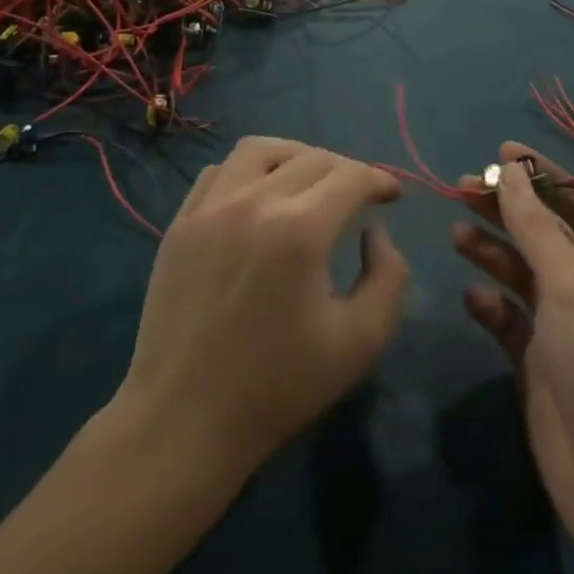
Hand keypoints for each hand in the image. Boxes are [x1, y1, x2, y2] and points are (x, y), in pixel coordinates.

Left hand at [115, 137, 408, 480]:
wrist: (183, 423)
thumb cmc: (278, 387)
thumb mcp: (360, 341)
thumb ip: (388, 276)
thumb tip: (373, 231)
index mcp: (300, 231)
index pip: (352, 176)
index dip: (381, 180)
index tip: (393, 196)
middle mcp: (253, 203)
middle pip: (313, 158)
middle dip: (348, 170)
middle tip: (360, 195)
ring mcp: (210, 209)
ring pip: (261, 150)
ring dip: (297, 156)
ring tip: (311, 181)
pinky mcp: (180, 224)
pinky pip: (219, 172)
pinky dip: (248, 171)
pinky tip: (259, 197)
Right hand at [453, 143, 573, 552]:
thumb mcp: (570, 284)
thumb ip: (535, 226)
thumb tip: (510, 169)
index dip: (541, 175)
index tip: (500, 151)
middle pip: (545, 233)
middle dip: (507, 209)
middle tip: (462, 187)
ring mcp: (567, 324)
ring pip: (524, 271)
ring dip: (492, 250)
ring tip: (456, 233)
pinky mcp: (539, 358)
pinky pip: (511, 317)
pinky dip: (492, 303)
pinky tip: (472, 296)